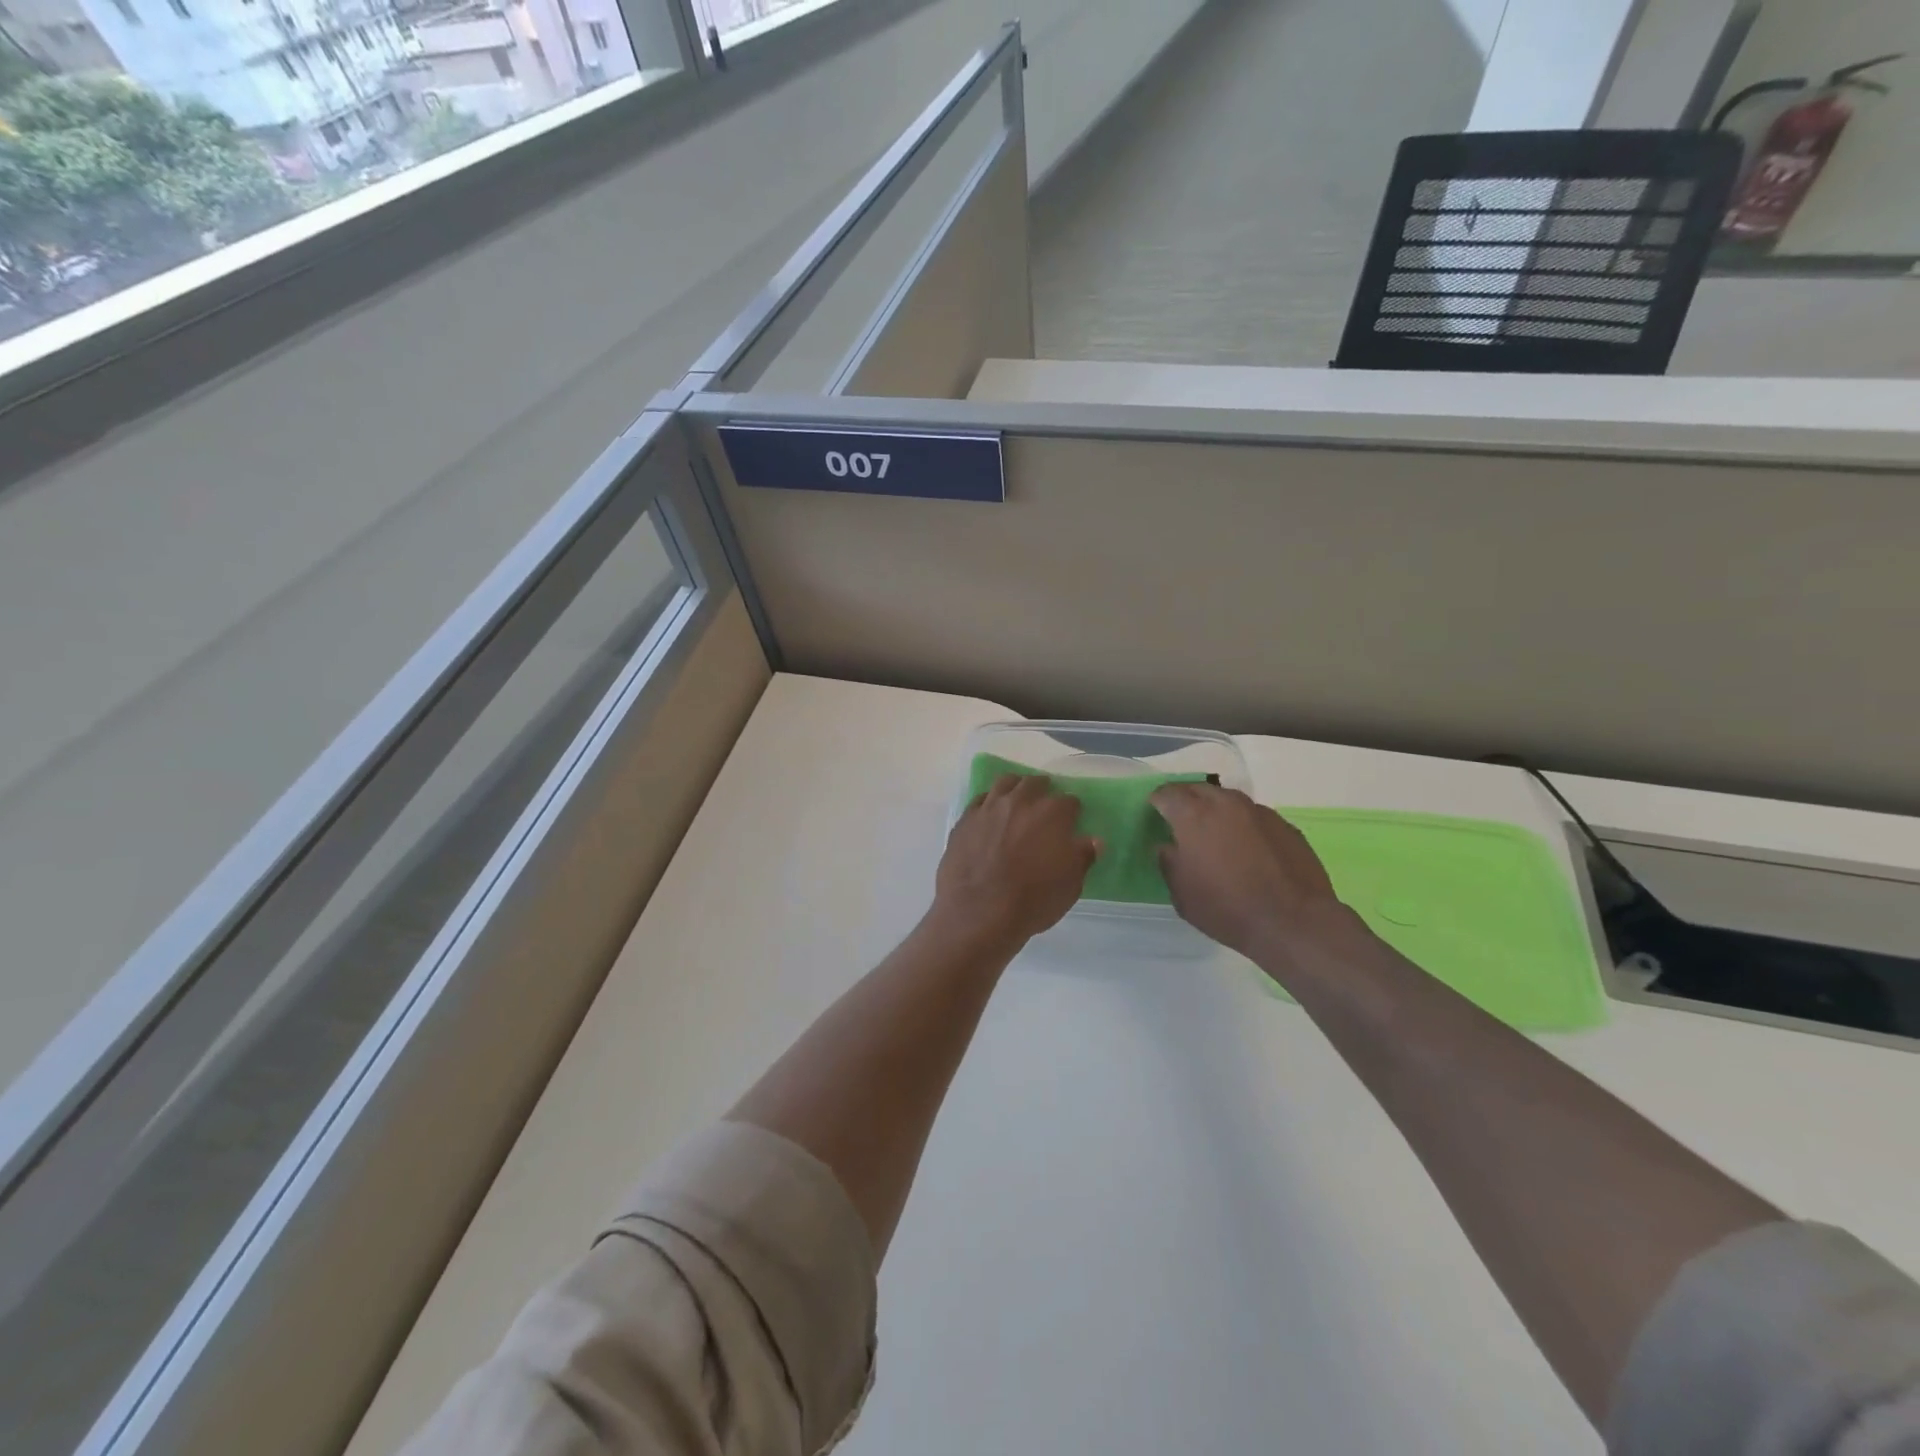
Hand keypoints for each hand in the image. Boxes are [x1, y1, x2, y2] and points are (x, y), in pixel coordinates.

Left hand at [933, 774, 1096, 945]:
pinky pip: (979, 801)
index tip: (1071, 821)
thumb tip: (1093, 841)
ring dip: (1015, 787)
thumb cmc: (1033, 900)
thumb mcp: (1070, 885)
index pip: (1069, 801)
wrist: (979, 912)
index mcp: (1052, 814)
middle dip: (1043, 790)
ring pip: (1004, 783)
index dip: (1072, 812)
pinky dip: (989, 803)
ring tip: (1017, 799)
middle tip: (1044, 805)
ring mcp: (989, 808)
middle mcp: (1020, 802)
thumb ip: (1082, 857)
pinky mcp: (965, 820)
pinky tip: (990, 814)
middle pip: (1034, 783)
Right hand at [1151, 783, 1354, 963]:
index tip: (1154, 815)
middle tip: (1180, 820)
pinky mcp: (1285, 826)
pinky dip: (1243, 826)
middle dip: (1186, 800)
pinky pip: (1255, 817)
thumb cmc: (1226, 908)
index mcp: (1193, 815)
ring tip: (1215, 834)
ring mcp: (1260, 812)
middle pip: (1198, 789)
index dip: (1157, 802)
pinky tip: (1247, 850)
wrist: (1293, 922)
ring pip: (1229, 800)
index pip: (1167, 794)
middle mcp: (1226, 803)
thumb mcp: (1181, 893)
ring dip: (1217, 810)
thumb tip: (1168, 847)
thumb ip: (1169, 862)